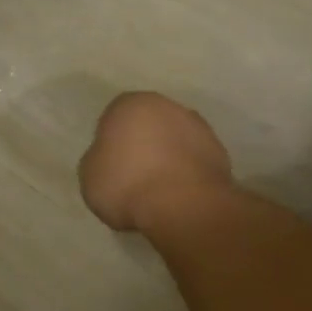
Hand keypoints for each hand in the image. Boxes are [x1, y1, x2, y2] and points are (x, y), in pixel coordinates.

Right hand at [79, 92, 233, 235]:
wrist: (184, 206)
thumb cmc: (126, 183)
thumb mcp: (89, 174)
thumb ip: (99, 159)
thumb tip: (112, 160)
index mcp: (130, 104)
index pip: (113, 118)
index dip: (109, 142)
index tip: (108, 165)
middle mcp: (168, 107)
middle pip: (148, 125)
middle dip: (142, 144)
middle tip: (131, 175)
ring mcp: (200, 129)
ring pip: (174, 141)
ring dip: (167, 158)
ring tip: (156, 190)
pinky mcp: (222, 155)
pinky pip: (193, 162)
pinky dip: (186, 174)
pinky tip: (176, 196)